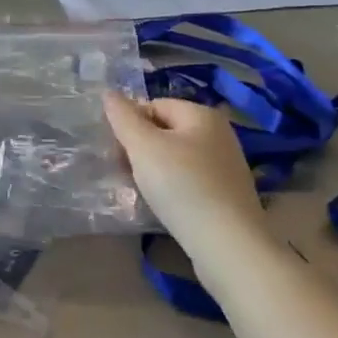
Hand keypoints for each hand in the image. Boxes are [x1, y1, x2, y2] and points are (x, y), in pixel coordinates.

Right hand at [103, 92, 265, 252]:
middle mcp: (220, 134)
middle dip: (141, 148)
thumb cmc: (182, 186)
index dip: (131, 124)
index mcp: (203, 115)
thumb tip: (109, 93)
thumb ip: (123, 117)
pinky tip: (165, 206)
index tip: (117, 151)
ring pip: (178, 158)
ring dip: (155, 170)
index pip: (154, 105)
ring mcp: (227, 166)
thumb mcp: (144, 147)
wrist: (227, 244)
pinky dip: (174, 189)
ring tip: (142, 191)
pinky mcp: (229, 195)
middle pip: (167, 131)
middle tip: (125, 171)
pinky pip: (191, 181)